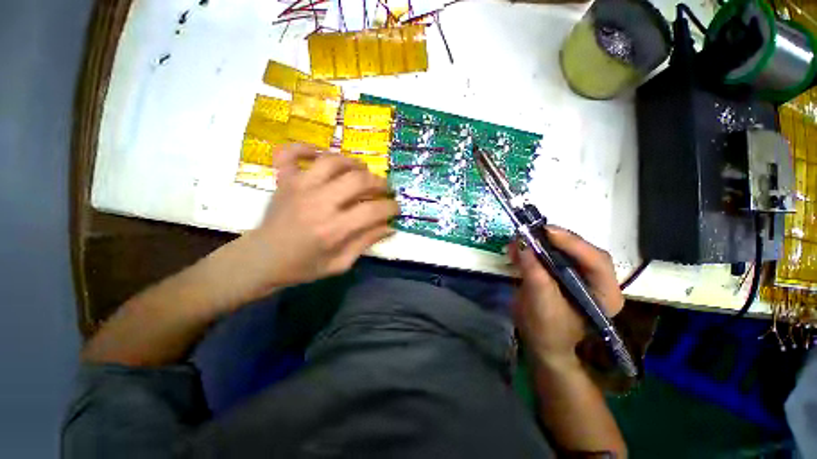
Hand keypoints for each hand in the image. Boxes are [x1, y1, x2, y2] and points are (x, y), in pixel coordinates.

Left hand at [245, 144, 398, 289]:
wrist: (261, 260)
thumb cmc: (303, 266)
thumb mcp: (340, 264)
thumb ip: (365, 243)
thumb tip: (389, 227)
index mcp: (333, 229)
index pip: (373, 211)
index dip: (391, 208)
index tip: (396, 208)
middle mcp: (318, 203)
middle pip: (358, 180)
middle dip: (379, 182)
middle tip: (384, 189)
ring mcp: (299, 187)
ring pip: (332, 161)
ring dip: (352, 163)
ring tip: (361, 170)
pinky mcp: (284, 181)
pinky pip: (291, 153)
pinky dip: (305, 147)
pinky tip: (319, 154)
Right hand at [509, 226, 622, 364]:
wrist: (541, 344)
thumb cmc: (547, 330)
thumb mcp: (541, 303)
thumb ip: (534, 273)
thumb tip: (522, 245)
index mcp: (604, 292)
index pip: (596, 260)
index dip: (573, 243)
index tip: (546, 231)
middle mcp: (595, 280)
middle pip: (580, 250)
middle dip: (555, 240)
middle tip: (532, 232)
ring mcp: (577, 275)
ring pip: (563, 250)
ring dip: (541, 242)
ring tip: (521, 239)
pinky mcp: (559, 273)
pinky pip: (548, 255)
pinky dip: (532, 250)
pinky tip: (518, 248)